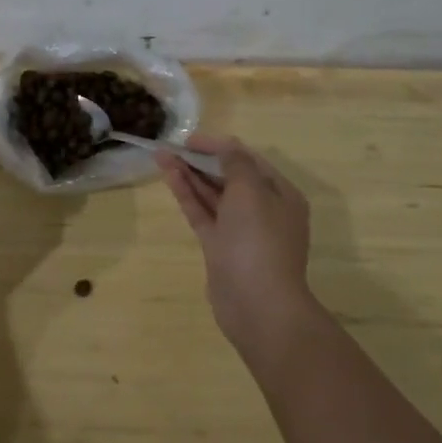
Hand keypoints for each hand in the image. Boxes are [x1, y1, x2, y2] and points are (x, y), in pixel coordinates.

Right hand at [157, 135, 316, 361]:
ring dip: (189, 174)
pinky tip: (169, 176)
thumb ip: (235, 163)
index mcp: (280, 194)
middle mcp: (263, 210)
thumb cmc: (258, 240)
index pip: (247, 160)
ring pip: (212, 194)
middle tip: (171, 146)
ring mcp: (240, 230)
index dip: (219, 146)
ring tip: (161, 155)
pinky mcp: (219, 246)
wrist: (257, 303)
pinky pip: (202, 213)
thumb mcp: (251, 191)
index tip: (190, 139)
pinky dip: (187, 194)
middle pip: (228, 176)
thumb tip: (226, 149)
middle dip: (201, 159)